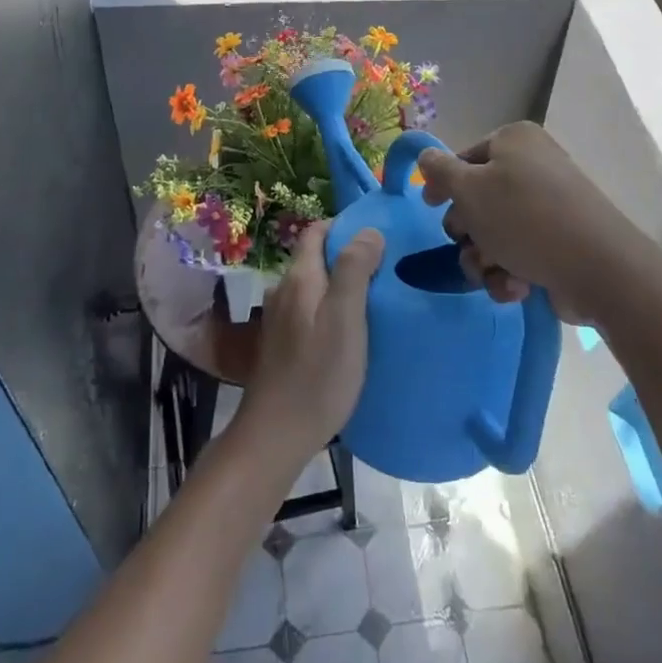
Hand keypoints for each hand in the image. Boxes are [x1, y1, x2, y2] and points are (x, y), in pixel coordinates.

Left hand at [237, 221, 383, 463]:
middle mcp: (284, 291)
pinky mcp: (282, 345)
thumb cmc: (317, 375)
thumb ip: (354, 270)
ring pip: (314, 287)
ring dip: (340, 285)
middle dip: (347, 256)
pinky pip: (310, 311)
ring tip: (374, 299)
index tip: (378, 237)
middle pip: (315, 258)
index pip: (316, 231)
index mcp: (299, 278)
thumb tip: (368, 230)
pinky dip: (330, 310)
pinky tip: (350, 331)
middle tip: (385, 269)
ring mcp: (279, 319)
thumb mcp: (345, 318)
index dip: (345, 227)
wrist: (276, 435)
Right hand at [417, 123, 634, 311]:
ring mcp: (549, 208)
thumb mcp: (469, 189)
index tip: (431, 206)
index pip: (464, 158)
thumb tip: (426, 156)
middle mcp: (533, 167)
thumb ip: (440, 171)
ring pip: (493, 234)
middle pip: (477, 200)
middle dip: (467, 230)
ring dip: (484, 259)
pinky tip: (518, 286)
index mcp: (514, 142)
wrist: (597, 269)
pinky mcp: (558, 244)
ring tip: (495, 271)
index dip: (444, 184)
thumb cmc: (524, 218)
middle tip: (471, 242)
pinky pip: (518, 255)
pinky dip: (510, 274)